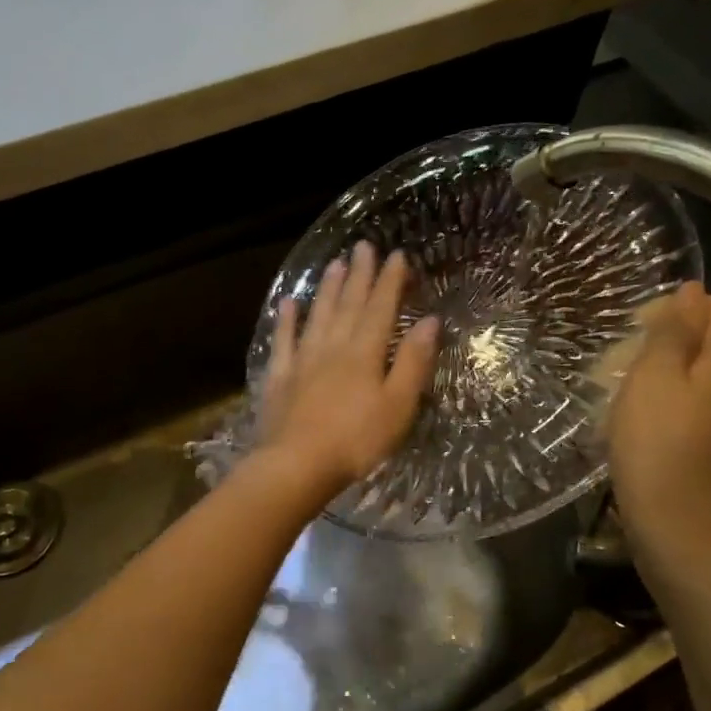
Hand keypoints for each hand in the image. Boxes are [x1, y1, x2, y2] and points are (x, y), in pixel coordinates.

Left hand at [257, 242, 440, 500]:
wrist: (297, 465)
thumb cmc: (356, 441)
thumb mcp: (398, 405)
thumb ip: (413, 362)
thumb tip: (431, 321)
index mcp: (365, 353)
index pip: (381, 308)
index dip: (390, 281)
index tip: (397, 255)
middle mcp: (333, 347)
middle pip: (348, 304)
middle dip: (359, 274)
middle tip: (363, 246)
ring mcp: (303, 360)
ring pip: (318, 315)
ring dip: (327, 288)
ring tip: (334, 264)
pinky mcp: (279, 377)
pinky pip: (284, 341)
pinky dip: (287, 319)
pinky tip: (289, 303)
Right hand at [606, 281, 710, 576]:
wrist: (674, 521)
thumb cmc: (656, 441)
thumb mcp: (654, 375)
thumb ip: (674, 329)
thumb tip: (692, 291)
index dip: (681, 307)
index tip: (640, 328)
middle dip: (673, 339)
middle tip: (627, 360)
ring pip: (708, 372)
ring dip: (670, 371)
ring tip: (630, 389)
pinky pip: (705, 401)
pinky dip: (677, 398)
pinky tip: (647, 418)